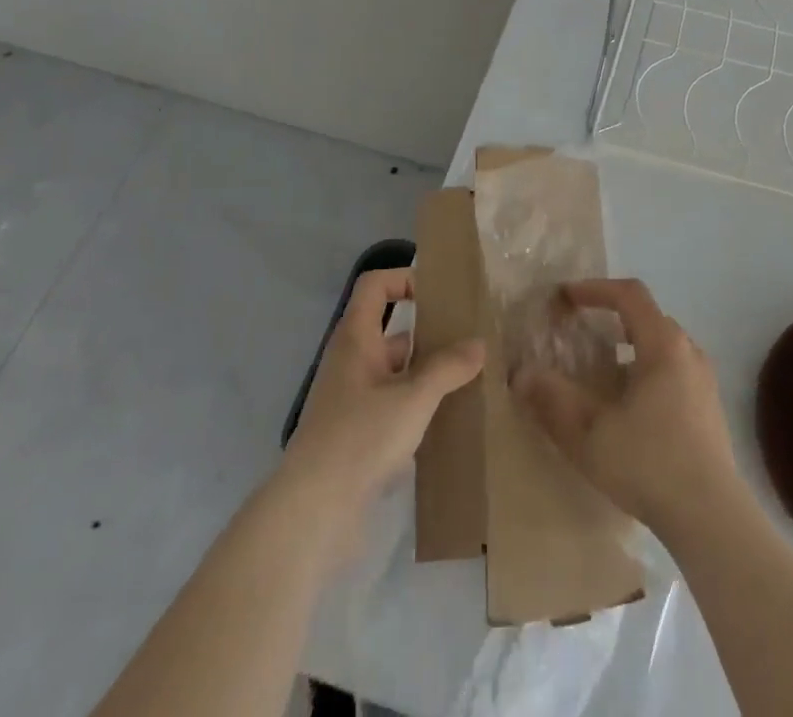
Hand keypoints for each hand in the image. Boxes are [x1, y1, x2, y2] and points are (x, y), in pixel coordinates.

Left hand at [280, 268, 483, 564]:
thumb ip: (448, 368)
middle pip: (391, 330)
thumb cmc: (360, 438)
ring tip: (470, 379)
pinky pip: (393, 405)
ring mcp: (352, 400)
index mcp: (356, 339)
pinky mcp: (357, 435)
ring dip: (427, 373)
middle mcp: (352, 362)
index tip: (440, 295)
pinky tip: (449, 419)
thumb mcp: (413, 397)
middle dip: (429, 332)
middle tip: (470, 339)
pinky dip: (419, 406)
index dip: (405, 278)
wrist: (312, 514)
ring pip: (396, 371)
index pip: (375, 286)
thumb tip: (479, 344)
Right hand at [512, 278, 738, 536]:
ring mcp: (704, 380)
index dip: (595, 288)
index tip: (565, 297)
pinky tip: (628, 405)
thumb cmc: (649, 464)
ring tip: (600, 369)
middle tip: (579, 331)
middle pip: (647, 316)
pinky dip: (645, 369)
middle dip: (610, 317)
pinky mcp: (709, 408)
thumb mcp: (589, 433)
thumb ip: (553, 400)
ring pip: (662, 345)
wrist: (712, 519)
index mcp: (663, 344)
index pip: (629, 295)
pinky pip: (673, 370)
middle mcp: (688, 352)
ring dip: (629, 346)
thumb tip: (522, 375)